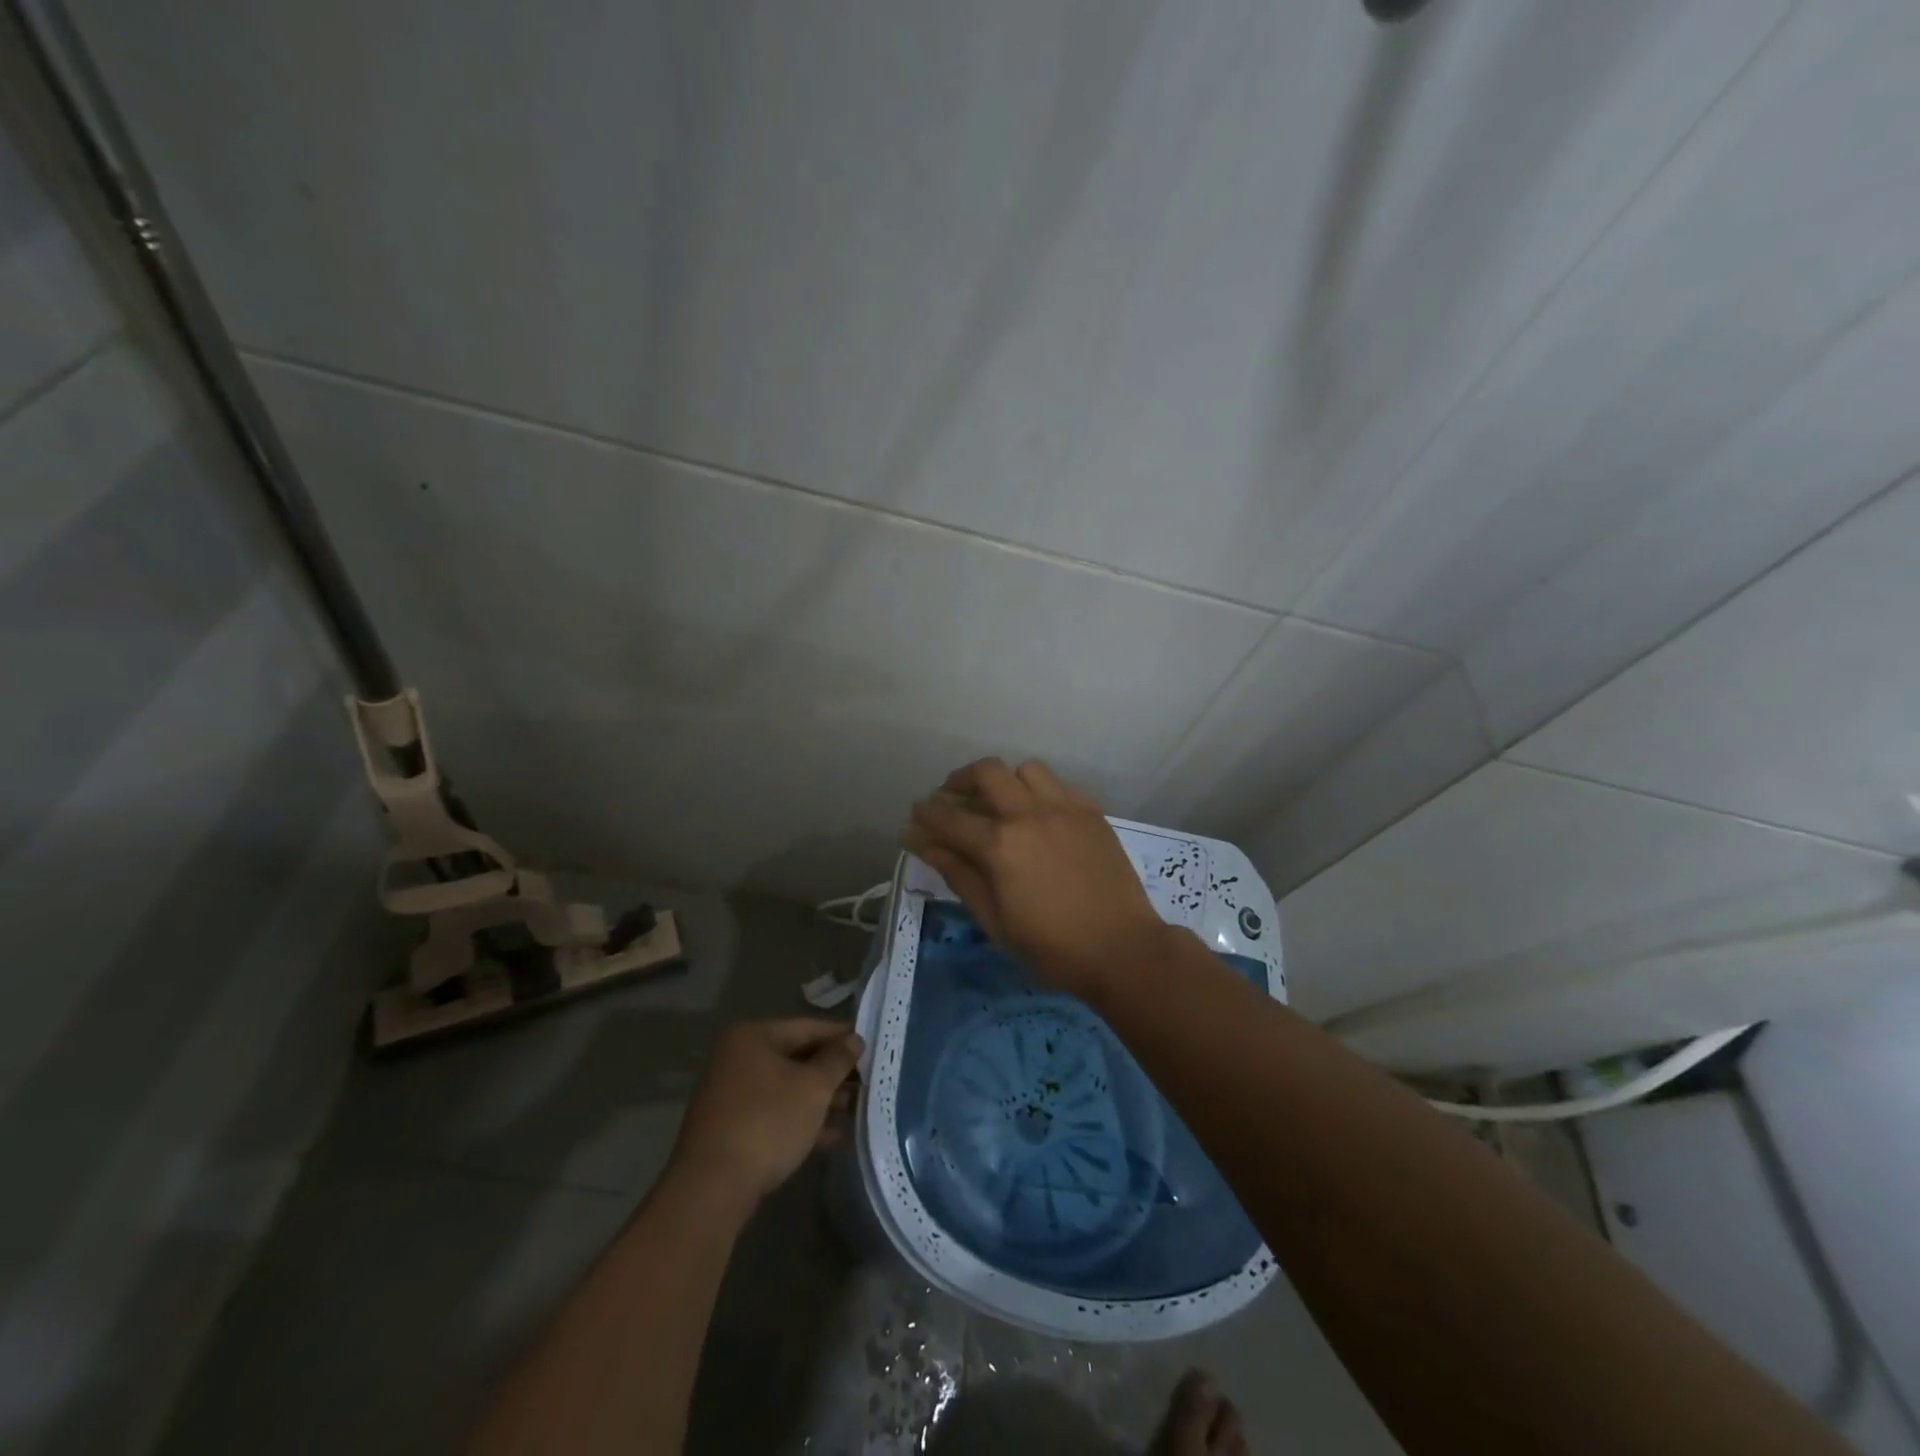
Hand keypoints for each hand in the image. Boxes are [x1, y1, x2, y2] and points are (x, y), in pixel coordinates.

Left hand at [667, 1019, 862, 1211]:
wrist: (711, 1190)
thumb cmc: (767, 1123)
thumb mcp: (812, 1088)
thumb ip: (837, 1060)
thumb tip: (855, 1039)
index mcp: (752, 1037)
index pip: (808, 1027)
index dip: (842, 1037)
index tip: (871, 1048)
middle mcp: (737, 1058)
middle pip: (797, 1057)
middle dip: (832, 1073)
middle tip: (866, 1083)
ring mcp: (731, 1095)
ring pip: (786, 1088)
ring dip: (820, 1099)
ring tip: (855, 1111)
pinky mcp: (731, 1128)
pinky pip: (774, 1114)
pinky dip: (801, 1121)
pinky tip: (831, 1137)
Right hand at [904, 758, 1168, 997]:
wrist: (1122, 949)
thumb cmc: (1052, 947)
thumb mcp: (996, 922)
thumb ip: (961, 877)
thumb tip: (929, 848)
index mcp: (1000, 845)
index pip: (951, 817)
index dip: (927, 812)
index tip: (918, 812)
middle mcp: (1030, 815)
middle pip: (988, 772)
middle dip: (962, 779)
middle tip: (955, 797)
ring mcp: (1065, 808)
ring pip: (1027, 769)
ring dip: (1006, 780)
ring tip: (1002, 802)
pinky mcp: (1092, 812)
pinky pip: (1060, 784)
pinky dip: (1041, 791)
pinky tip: (1041, 815)